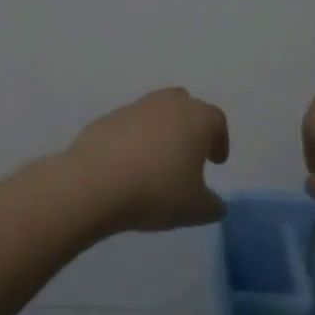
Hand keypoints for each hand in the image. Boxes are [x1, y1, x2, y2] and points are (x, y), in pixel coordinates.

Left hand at [67, 88, 230, 232]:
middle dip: (190, 127)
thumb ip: (213, 206)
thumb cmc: (157, 192)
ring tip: (156, 162)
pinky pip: (128, 126)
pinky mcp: (106, 119)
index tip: (216, 161)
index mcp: (197, 119)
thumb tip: (216, 205)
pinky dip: (133, 140)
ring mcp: (134, 108)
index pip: (217, 121)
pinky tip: (127, 165)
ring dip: (160, 132)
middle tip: (188, 153)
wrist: (94, 184)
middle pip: (186, 106)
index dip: (220, 141)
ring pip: (155, 113)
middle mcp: (169, 104)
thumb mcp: (196, 210)